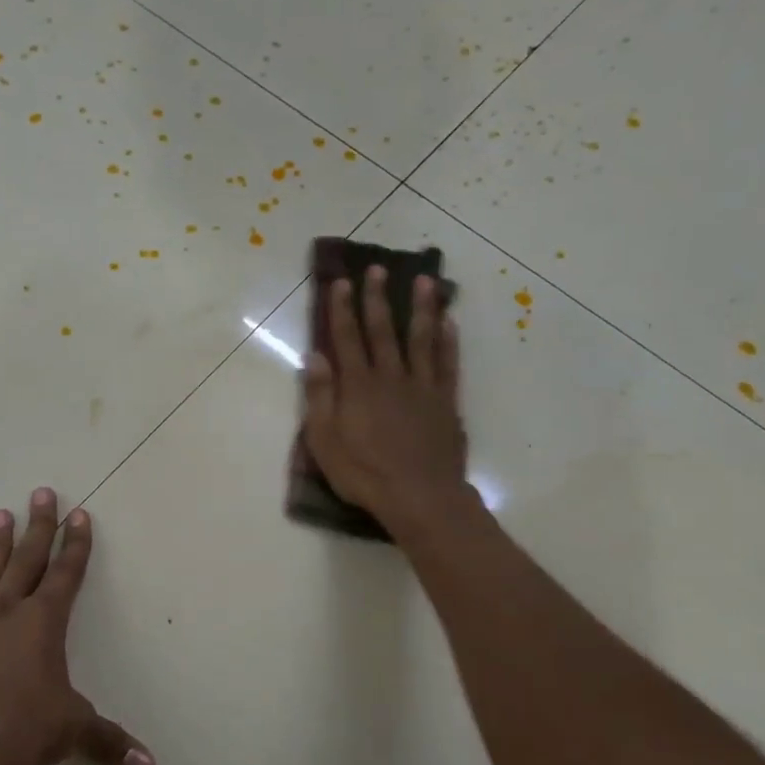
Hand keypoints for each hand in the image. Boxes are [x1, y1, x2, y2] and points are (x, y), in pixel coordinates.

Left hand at [0, 489, 154, 764]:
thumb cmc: (25, 730)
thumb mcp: (73, 731)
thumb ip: (109, 743)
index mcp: (44, 623)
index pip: (66, 574)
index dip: (76, 545)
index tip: (79, 514)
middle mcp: (9, 612)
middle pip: (28, 560)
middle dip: (39, 526)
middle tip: (41, 492)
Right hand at [302, 267, 472, 537]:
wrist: (419, 496)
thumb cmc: (364, 473)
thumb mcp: (325, 442)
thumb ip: (320, 397)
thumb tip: (315, 356)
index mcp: (358, 386)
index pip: (347, 338)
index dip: (342, 309)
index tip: (341, 282)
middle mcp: (390, 377)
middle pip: (382, 330)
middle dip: (377, 298)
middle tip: (377, 268)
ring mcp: (422, 387)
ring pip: (420, 338)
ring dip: (421, 308)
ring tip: (424, 280)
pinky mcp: (445, 401)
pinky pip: (447, 363)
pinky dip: (447, 340)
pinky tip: (448, 322)